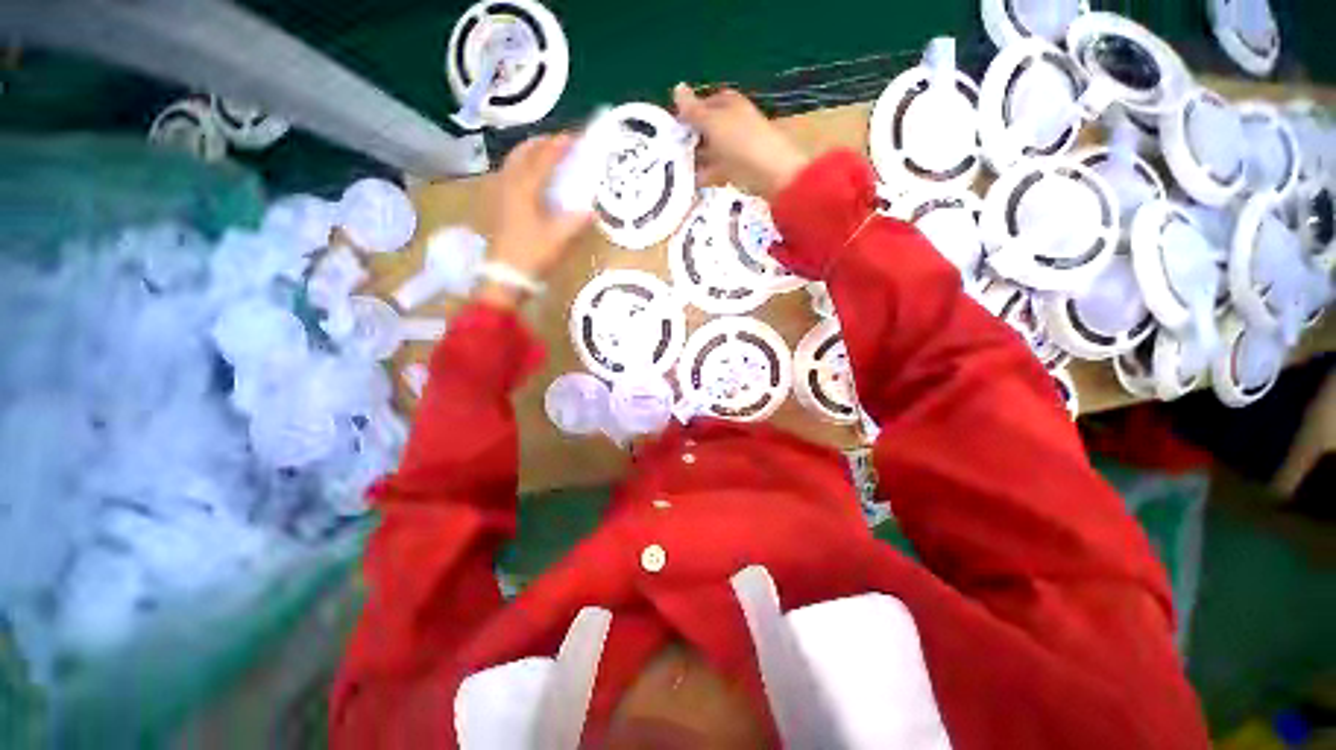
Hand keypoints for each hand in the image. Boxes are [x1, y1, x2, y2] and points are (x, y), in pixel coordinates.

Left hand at [481, 134, 591, 308]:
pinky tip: (530, 179)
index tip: (574, 138)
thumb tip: (592, 209)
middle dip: (541, 143)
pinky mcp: (497, 206)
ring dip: (530, 154)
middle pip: (522, 153)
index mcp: (524, 187)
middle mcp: (508, 183)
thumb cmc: (532, 254)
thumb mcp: (559, 238)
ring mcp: (499, 194)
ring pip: (513, 163)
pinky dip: (522, 168)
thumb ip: (576, 221)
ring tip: (545, 155)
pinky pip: (509, 175)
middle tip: (559, 142)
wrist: (504, 276)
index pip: (543, 158)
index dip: (559, 146)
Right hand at [673, 84, 811, 198]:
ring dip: (694, 159)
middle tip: (668, 152)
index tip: (669, 128)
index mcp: (729, 104)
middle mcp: (733, 123)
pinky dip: (704, 175)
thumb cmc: (742, 143)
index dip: (687, 112)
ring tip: (675, 170)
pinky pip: (716, 170)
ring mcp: (736, 147)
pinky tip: (691, 183)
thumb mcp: (714, 123)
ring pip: (710, 151)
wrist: (772, 175)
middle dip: (689, 138)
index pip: (703, 103)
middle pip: (706, 129)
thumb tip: (677, 87)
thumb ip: (694, 110)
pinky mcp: (738, 170)